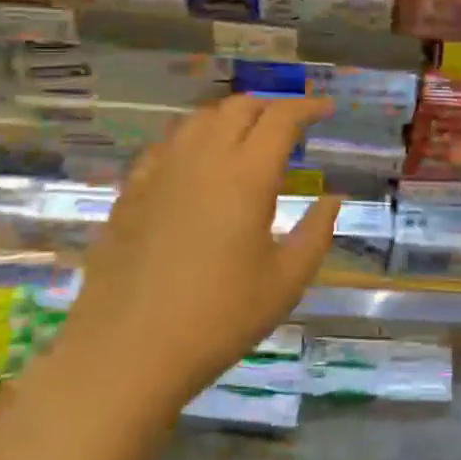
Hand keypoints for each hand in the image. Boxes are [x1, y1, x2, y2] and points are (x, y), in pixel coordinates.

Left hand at [52, 95, 339, 409]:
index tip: (327, 109)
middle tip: (290, 126)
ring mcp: (159, 171)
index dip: (308, 107)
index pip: (281, 119)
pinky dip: (193, 140)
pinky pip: (166, 145)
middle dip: (270, 107)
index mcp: (246, 176)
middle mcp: (202, 159)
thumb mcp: (286, 282)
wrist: (127, 352)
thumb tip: (332, 199)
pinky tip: (196, 166)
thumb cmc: (218, 319)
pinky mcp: (130, 191)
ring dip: (230, 117)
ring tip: (246, 139)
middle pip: (238, 107)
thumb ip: (316, 233)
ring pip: (198, 119)